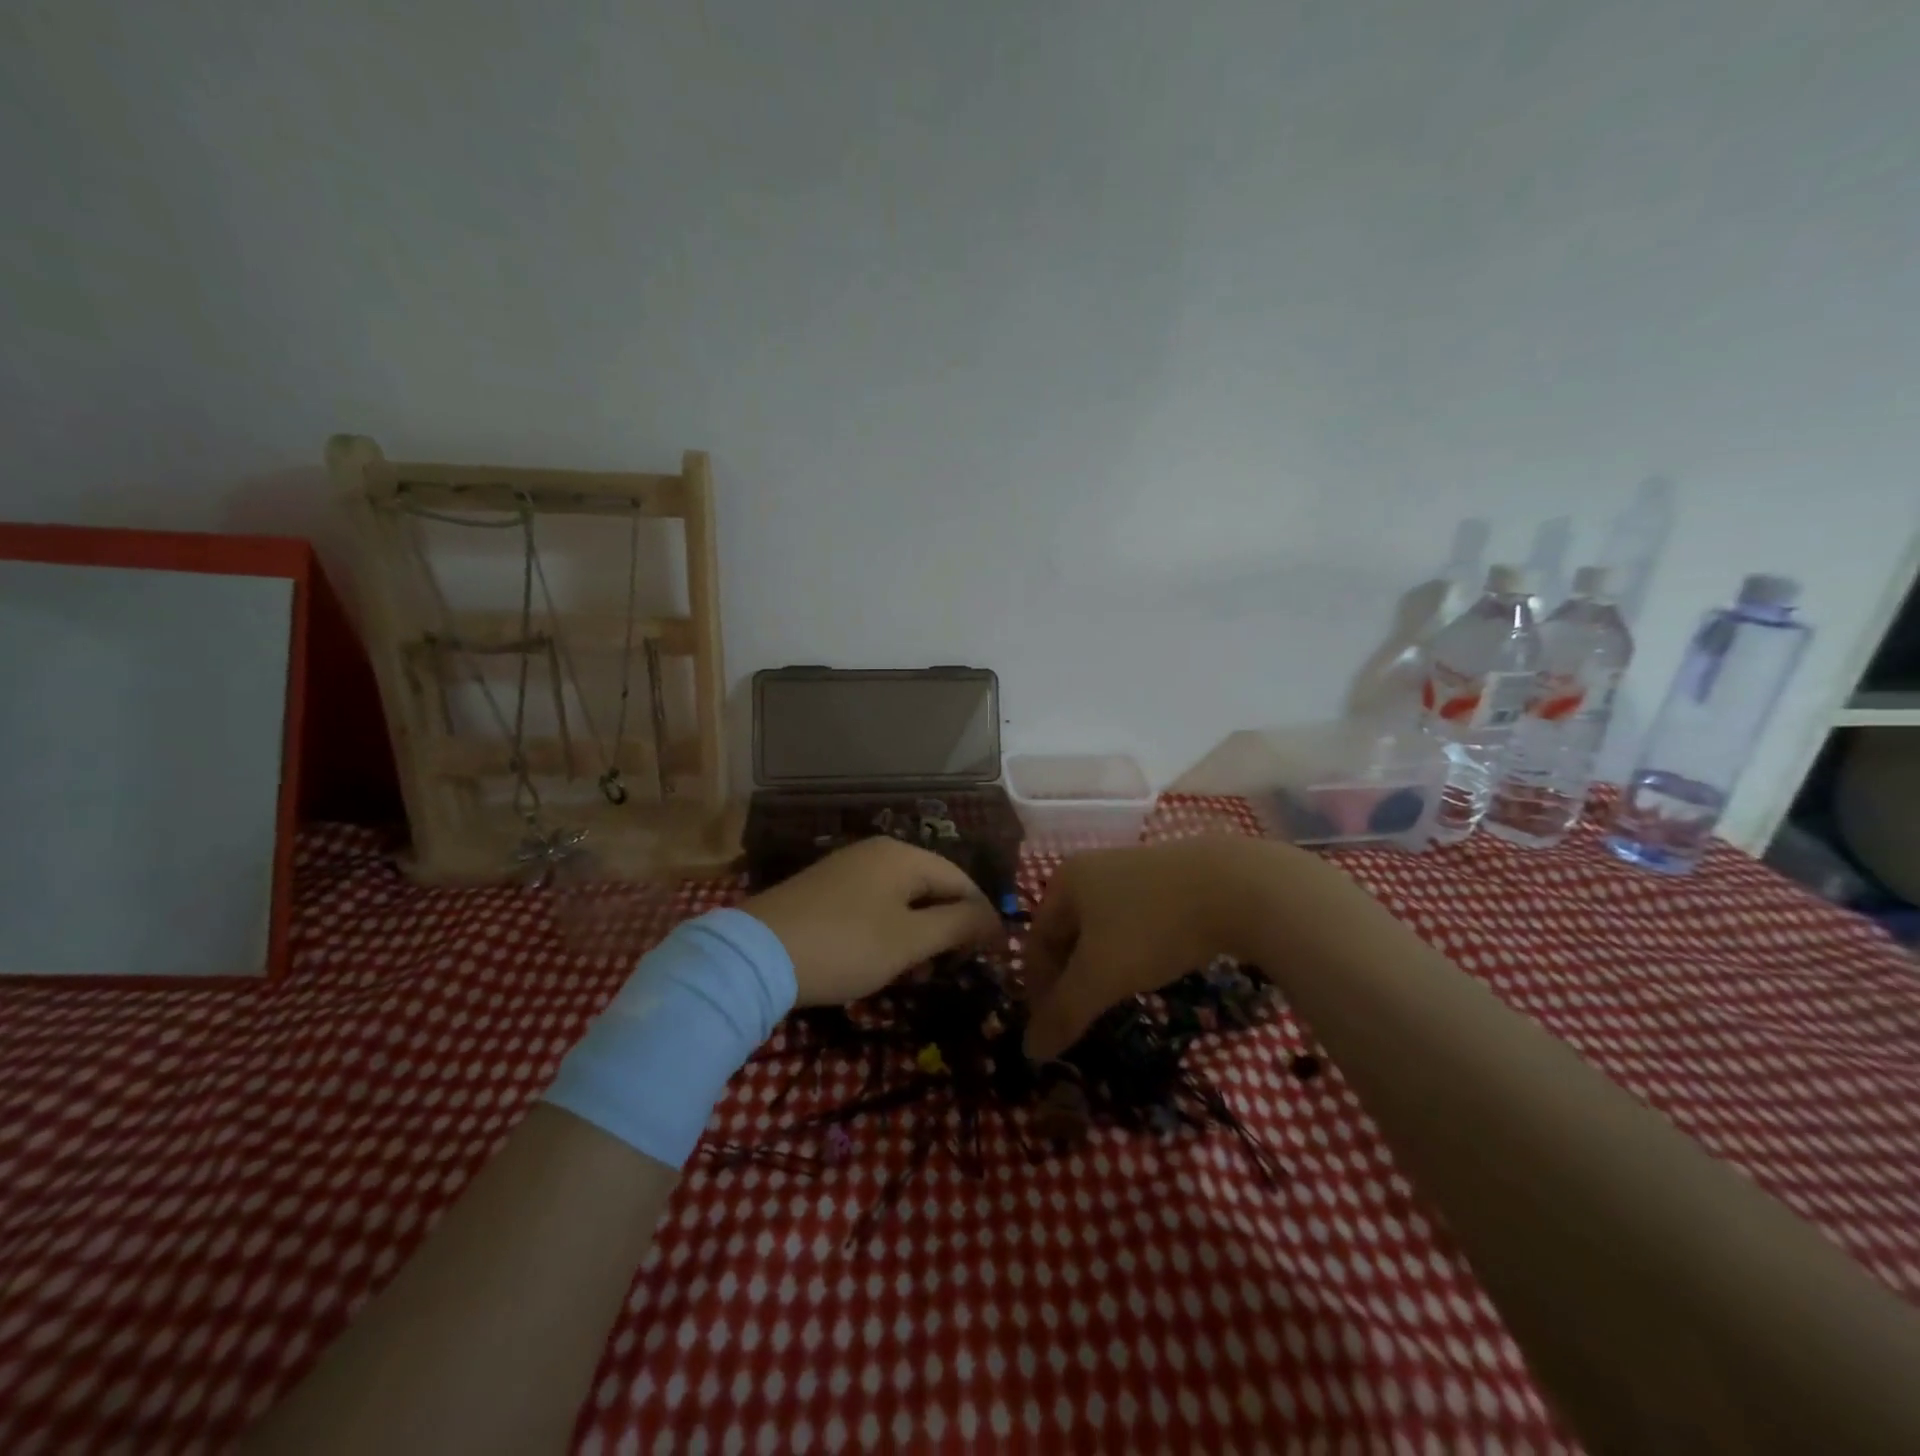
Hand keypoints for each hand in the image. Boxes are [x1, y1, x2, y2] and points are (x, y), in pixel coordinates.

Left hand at [742, 836, 1000, 1004]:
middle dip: (949, 927)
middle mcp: (878, 852)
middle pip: (932, 886)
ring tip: (919, 971)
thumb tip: (991, 919)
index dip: (982, 918)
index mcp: (903, 855)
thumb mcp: (909, 940)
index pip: (962, 881)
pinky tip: (883, 958)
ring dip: (920, 932)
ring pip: (903, 898)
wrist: (756, 955)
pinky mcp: (825, 889)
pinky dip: (890, 929)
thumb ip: (957, 925)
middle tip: (953, 968)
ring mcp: (848, 868)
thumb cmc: (845, 946)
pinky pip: (875, 904)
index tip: (993, 956)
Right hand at [1022, 836, 1332, 1058]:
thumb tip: (1030, 1051)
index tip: (1051, 1027)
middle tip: (1081, 1017)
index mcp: (1067, 881)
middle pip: (1069, 933)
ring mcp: (1136, 868)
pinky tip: (1151, 970)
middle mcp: (1094, 868)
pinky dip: (1133, 950)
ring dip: (1102, 966)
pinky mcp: (1174, 878)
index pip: (1037, 940)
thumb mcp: (1101, 976)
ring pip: (1105, 928)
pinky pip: (1138, 921)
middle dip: (1070, 977)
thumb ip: (1064, 1014)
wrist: (1237, 887)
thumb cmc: (1152, 928)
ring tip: (1115, 998)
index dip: (1037, 988)